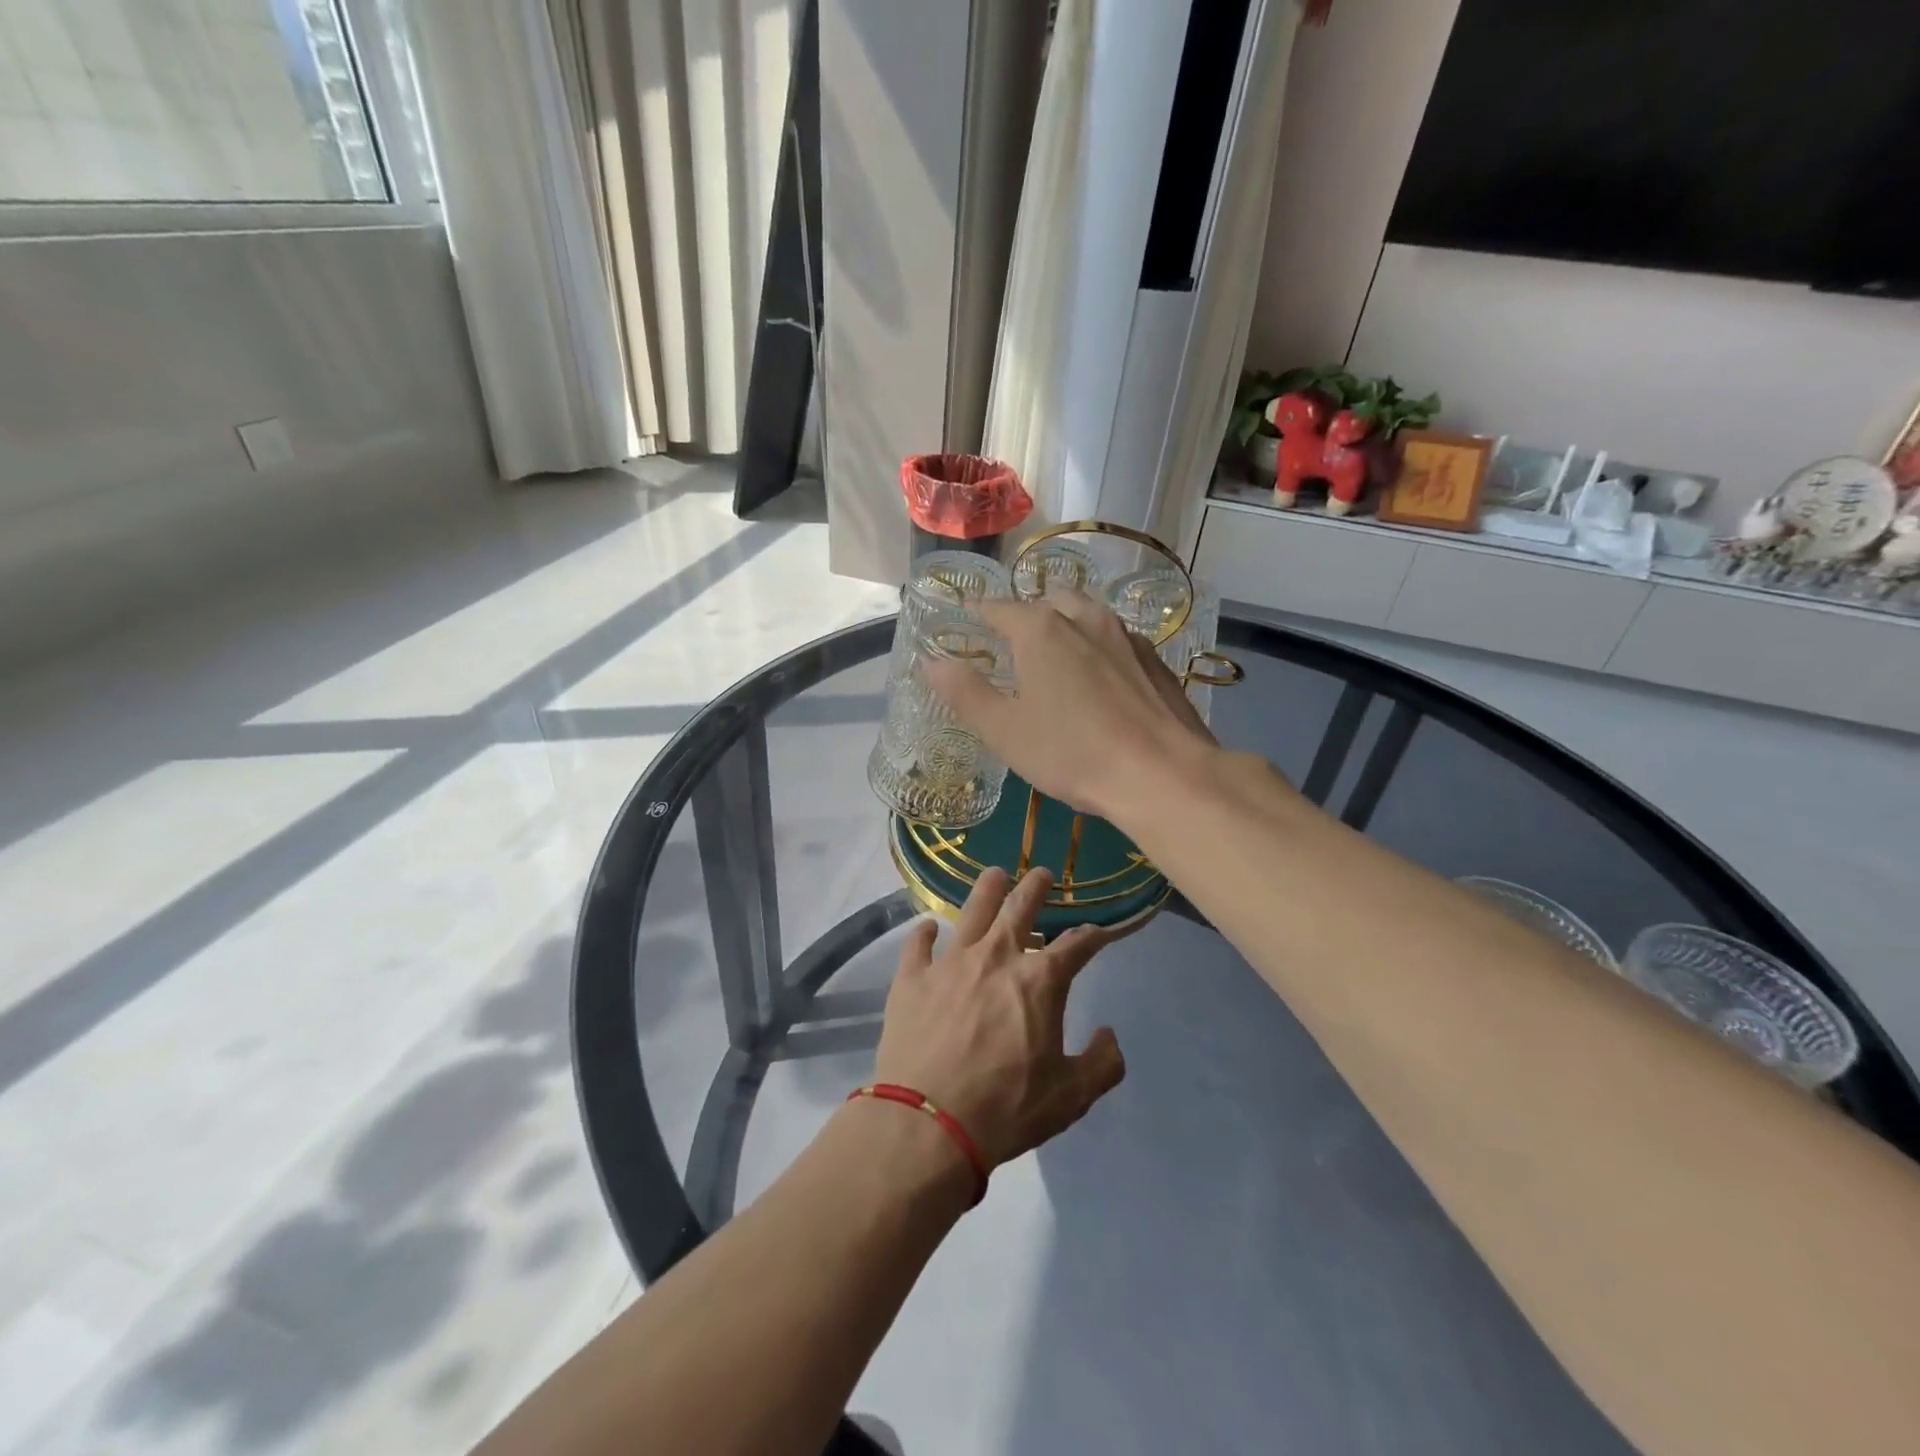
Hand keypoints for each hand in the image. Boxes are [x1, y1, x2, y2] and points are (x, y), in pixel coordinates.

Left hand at [874, 867, 1125, 1168]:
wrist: (928, 1123)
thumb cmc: (1007, 1108)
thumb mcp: (1071, 1097)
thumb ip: (1101, 1064)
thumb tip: (1110, 1036)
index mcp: (1039, 980)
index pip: (1076, 945)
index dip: (1093, 936)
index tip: (1100, 932)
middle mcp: (996, 957)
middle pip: (1020, 908)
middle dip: (1035, 887)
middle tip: (1041, 873)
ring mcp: (950, 963)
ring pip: (971, 911)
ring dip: (987, 889)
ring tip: (994, 874)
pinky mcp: (912, 978)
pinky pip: (917, 944)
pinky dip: (924, 933)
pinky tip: (928, 926)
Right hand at [924, 592, 1217, 823]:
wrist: (1162, 774)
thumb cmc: (1071, 752)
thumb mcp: (1004, 730)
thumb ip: (965, 692)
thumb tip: (931, 661)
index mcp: (1040, 629)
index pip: (997, 608)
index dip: (978, 613)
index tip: (966, 619)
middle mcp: (1084, 618)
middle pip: (1046, 602)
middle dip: (1026, 615)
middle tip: (1012, 642)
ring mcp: (1125, 636)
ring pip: (1085, 616)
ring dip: (1065, 625)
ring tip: (1055, 654)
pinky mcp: (1154, 659)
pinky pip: (1114, 640)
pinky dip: (1096, 647)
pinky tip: (1099, 678)